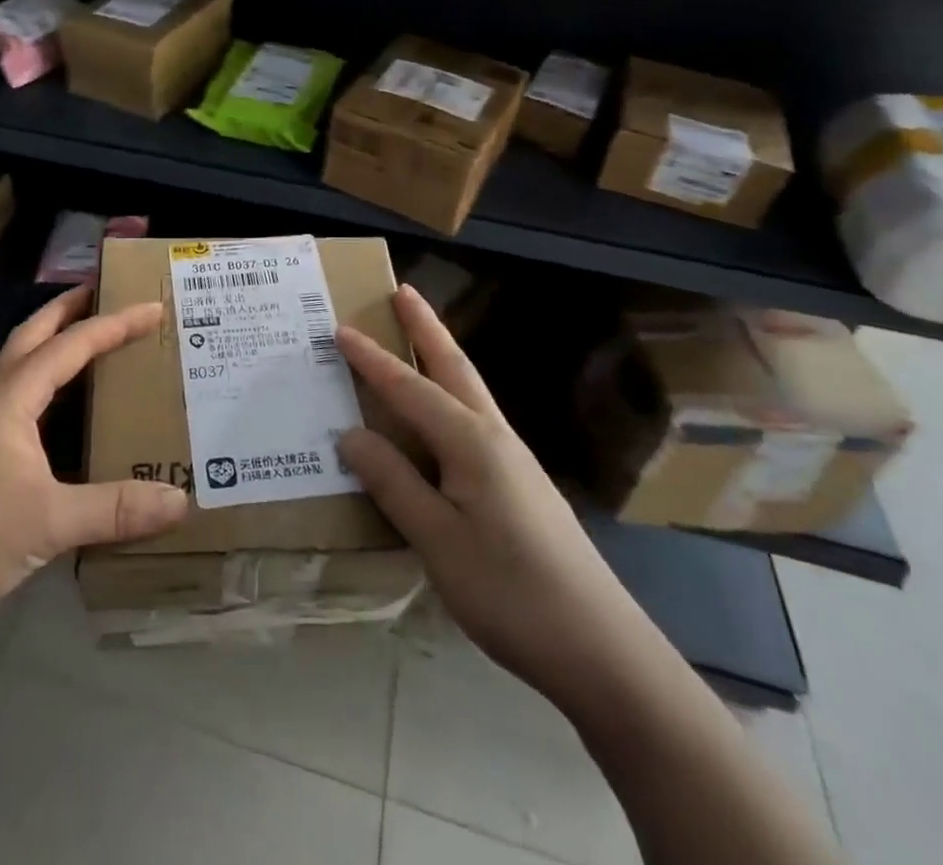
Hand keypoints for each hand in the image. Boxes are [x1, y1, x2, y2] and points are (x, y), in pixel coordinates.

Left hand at [0, 287, 188, 641]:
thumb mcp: (47, 523)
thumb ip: (114, 510)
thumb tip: (181, 502)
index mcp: (11, 398)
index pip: (71, 345)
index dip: (114, 324)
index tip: (154, 309)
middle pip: (33, 335)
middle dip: (69, 309)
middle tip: (107, 292)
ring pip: (22, 366)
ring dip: (55, 343)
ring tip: (93, 341)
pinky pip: (20, 400)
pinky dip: (47, 386)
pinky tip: (64, 412)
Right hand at [337, 287, 646, 699]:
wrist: (602, 650)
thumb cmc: (511, 592)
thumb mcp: (438, 541)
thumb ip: (393, 483)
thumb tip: (350, 434)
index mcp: (471, 443)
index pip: (409, 388)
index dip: (372, 359)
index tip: (340, 328)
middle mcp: (494, 437)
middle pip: (454, 367)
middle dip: (426, 327)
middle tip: (402, 291)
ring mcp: (513, 461)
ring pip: (469, 391)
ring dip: (441, 356)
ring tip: (417, 336)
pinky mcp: (520, 485)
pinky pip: (474, 422)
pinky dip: (449, 397)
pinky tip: (439, 419)